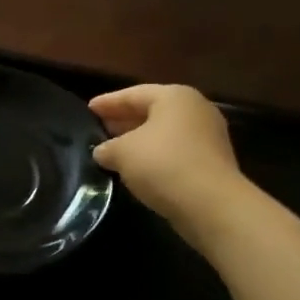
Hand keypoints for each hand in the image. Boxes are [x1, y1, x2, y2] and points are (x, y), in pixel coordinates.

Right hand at [90, 85, 244, 220]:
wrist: (211, 204)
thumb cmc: (163, 164)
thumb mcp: (122, 152)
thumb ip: (107, 148)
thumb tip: (102, 152)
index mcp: (174, 97)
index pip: (133, 94)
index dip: (107, 102)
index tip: (87, 109)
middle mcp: (195, 109)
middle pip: (152, 111)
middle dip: (124, 120)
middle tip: (99, 128)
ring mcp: (208, 136)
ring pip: (164, 133)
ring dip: (139, 140)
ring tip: (114, 150)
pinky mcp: (212, 162)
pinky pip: (175, 151)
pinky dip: (155, 156)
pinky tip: (137, 168)